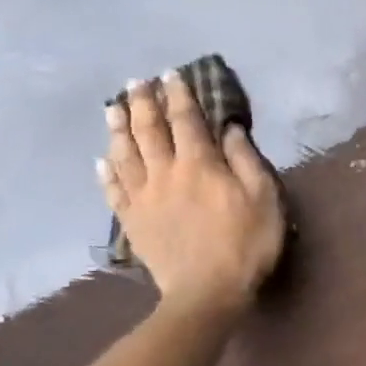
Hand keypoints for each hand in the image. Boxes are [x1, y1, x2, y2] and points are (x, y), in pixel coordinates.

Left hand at [99, 72, 285, 316]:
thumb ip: (245, 160)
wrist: (206, 292)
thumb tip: (229, 128)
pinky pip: (114, 190)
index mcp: (199, 164)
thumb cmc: (245, 243)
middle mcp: (165, 172)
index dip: (179, 94)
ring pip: (125, 154)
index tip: (172, 73)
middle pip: (148, 130)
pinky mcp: (132, 222)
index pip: (186, 119)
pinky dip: (106, 172)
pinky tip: (102, 160)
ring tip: (113, 108)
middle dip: (142, 102)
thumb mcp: (264, 198)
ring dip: (118, 128)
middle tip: (137, 82)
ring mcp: (143, 198)